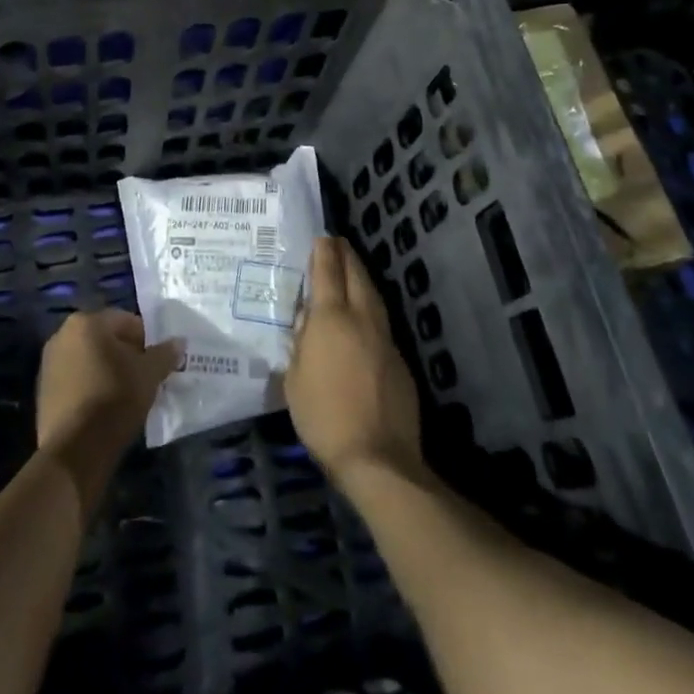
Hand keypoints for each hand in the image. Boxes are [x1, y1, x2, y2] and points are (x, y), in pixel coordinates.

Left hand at [36, 309, 181, 457]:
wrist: (73, 451)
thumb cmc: (114, 399)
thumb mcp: (149, 375)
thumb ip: (164, 354)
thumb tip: (178, 342)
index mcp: (86, 322)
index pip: (126, 321)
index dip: (147, 340)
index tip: (158, 362)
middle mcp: (62, 335)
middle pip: (106, 339)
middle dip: (126, 354)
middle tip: (145, 378)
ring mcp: (49, 363)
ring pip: (90, 359)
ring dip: (108, 370)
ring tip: (127, 394)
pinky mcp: (43, 390)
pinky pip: (76, 378)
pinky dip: (91, 386)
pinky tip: (105, 407)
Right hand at [286, 238, 423, 488]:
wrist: (377, 456)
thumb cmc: (323, 417)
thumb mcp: (294, 379)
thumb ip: (299, 344)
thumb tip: (305, 322)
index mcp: (330, 319)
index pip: (327, 272)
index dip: (323, 251)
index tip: (321, 237)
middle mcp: (360, 318)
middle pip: (356, 275)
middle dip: (346, 255)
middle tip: (338, 243)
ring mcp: (384, 337)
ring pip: (373, 295)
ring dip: (362, 276)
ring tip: (352, 269)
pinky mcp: (399, 358)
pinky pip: (381, 320)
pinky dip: (371, 306)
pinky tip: (364, 315)